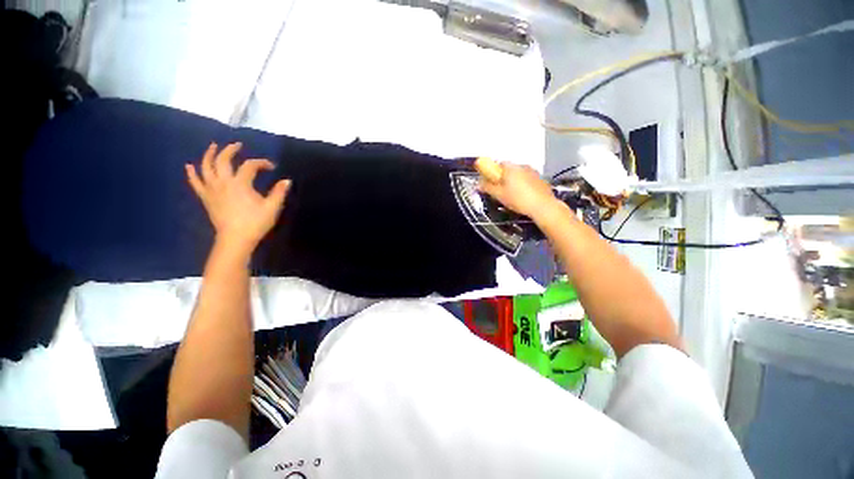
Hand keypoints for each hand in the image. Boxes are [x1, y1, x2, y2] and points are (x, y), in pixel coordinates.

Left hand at [186, 142, 290, 253]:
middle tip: (237, 145)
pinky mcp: (206, 198)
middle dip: (230, 150)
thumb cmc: (256, 223)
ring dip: (209, 155)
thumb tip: (287, 181)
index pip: (250, 166)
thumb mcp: (272, 208)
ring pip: (206, 167)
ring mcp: (212, 189)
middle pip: (223, 160)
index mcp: (241, 184)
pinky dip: (192, 173)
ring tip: (213, 147)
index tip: (271, 167)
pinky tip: (189, 166)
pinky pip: (196, 183)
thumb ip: (279, 192)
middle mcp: (223, 182)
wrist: (236, 239)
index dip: (261, 163)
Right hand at [477, 163, 556, 218]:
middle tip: (500, 189)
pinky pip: (529, 179)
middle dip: (504, 177)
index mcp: (511, 168)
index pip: (499, 164)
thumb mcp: (499, 195)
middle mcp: (523, 166)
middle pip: (509, 168)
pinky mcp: (541, 180)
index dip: (493, 172)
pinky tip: (523, 196)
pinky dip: (524, 185)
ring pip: (520, 174)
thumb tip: (478, 184)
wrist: (542, 206)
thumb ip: (487, 187)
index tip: (491, 180)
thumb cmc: (518, 199)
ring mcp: (533, 172)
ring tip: (512, 194)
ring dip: (515, 180)